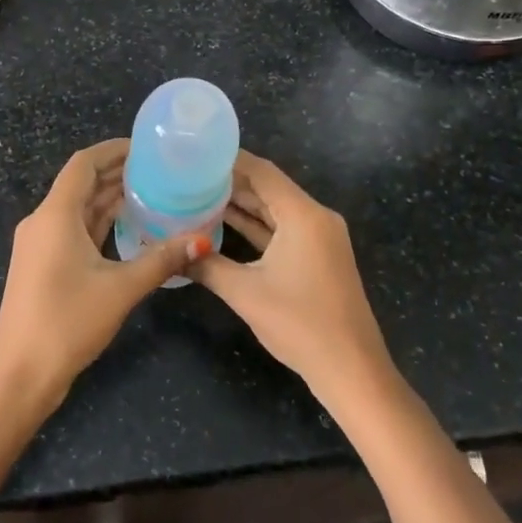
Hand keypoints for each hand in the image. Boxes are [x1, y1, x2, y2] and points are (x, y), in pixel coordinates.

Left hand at [0, 139, 209, 413]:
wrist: (19, 375)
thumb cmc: (67, 323)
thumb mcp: (120, 289)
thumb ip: (161, 260)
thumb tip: (202, 240)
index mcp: (54, 215)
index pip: (83, 164)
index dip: (113, 150)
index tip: (147, 148)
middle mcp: (43, 222)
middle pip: (81, 184)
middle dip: (118, 174)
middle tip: (161, 171)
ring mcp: (39, 245)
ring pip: (79, 210)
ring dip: (110, 200)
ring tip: (153, 194)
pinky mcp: (42, 266)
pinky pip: (74, 231)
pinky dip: (101, 225)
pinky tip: (130, 229)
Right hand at [188, 151, 398, 414]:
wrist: (351, 369)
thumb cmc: (299, 324)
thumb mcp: (245, 293)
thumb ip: (206, 265)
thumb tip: (170, 251)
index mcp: (303, 215)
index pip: (262, 172)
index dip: (228, 160)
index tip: (195, 153)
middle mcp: (315, 218)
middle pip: (268, 188)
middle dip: (230, 181)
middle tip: (188, 175)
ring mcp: (319, 238)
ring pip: (274, 210)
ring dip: (241, 204)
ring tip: (197, 194)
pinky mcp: (317, 257)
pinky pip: (282, 230)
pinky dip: (255, 226)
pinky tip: (223, 224)